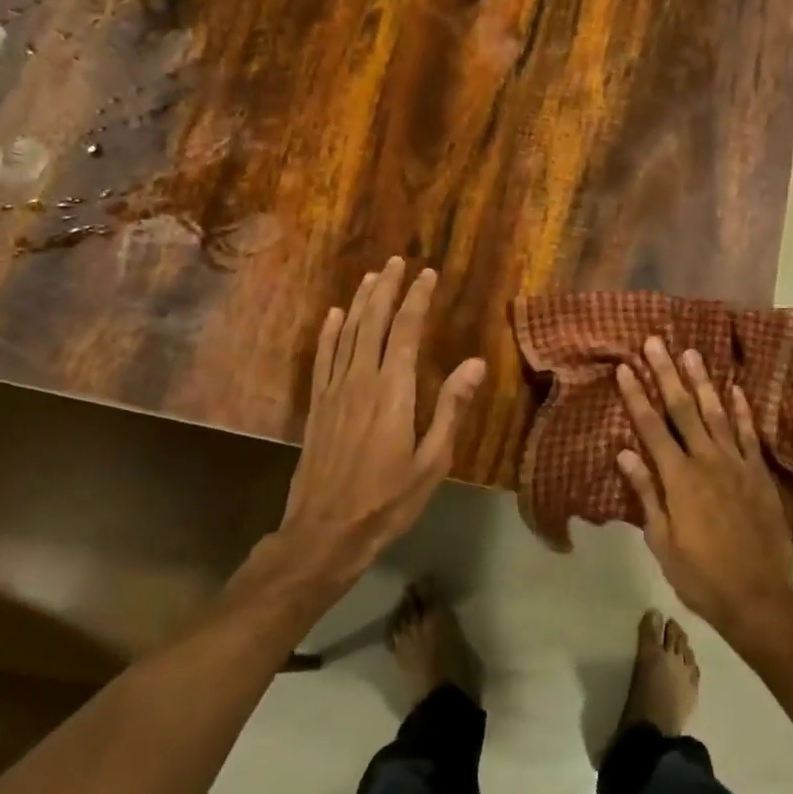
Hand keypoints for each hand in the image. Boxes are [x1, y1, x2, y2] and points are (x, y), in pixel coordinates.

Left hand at [261, 258, 484, 601]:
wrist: (325, 531)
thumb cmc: (388, 500)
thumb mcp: (433, 461)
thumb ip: (451, 408)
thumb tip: (475, 363)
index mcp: (393, 391)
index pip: (406, 331)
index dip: (417, 299)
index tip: (427, 274)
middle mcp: (361, 380)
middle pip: (374, 323)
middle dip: (387, 289)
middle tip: (397, 262)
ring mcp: (334, 392)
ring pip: (347, 334)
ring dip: (360, 303)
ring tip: (372, 277)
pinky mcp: (318, 406)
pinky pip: (323, 358)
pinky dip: (329, 333)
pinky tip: (333, 316)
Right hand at [616, 336, 792, 653]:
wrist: (759, 597)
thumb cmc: (701, 575)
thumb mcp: (662, 541)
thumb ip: (646, 493)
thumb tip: (624, 453)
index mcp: (679, 479)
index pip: (651, 428)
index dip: (637, 396)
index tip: (624, 368)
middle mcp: (707, 462)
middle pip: (683, 410)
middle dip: (666, 374)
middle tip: (656, 342)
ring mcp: (737, 465)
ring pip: (717, 413)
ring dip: (702, 382)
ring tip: (691, 352)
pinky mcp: (759, 474)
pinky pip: (750, 434)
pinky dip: (743, 409)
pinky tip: (735, 388)